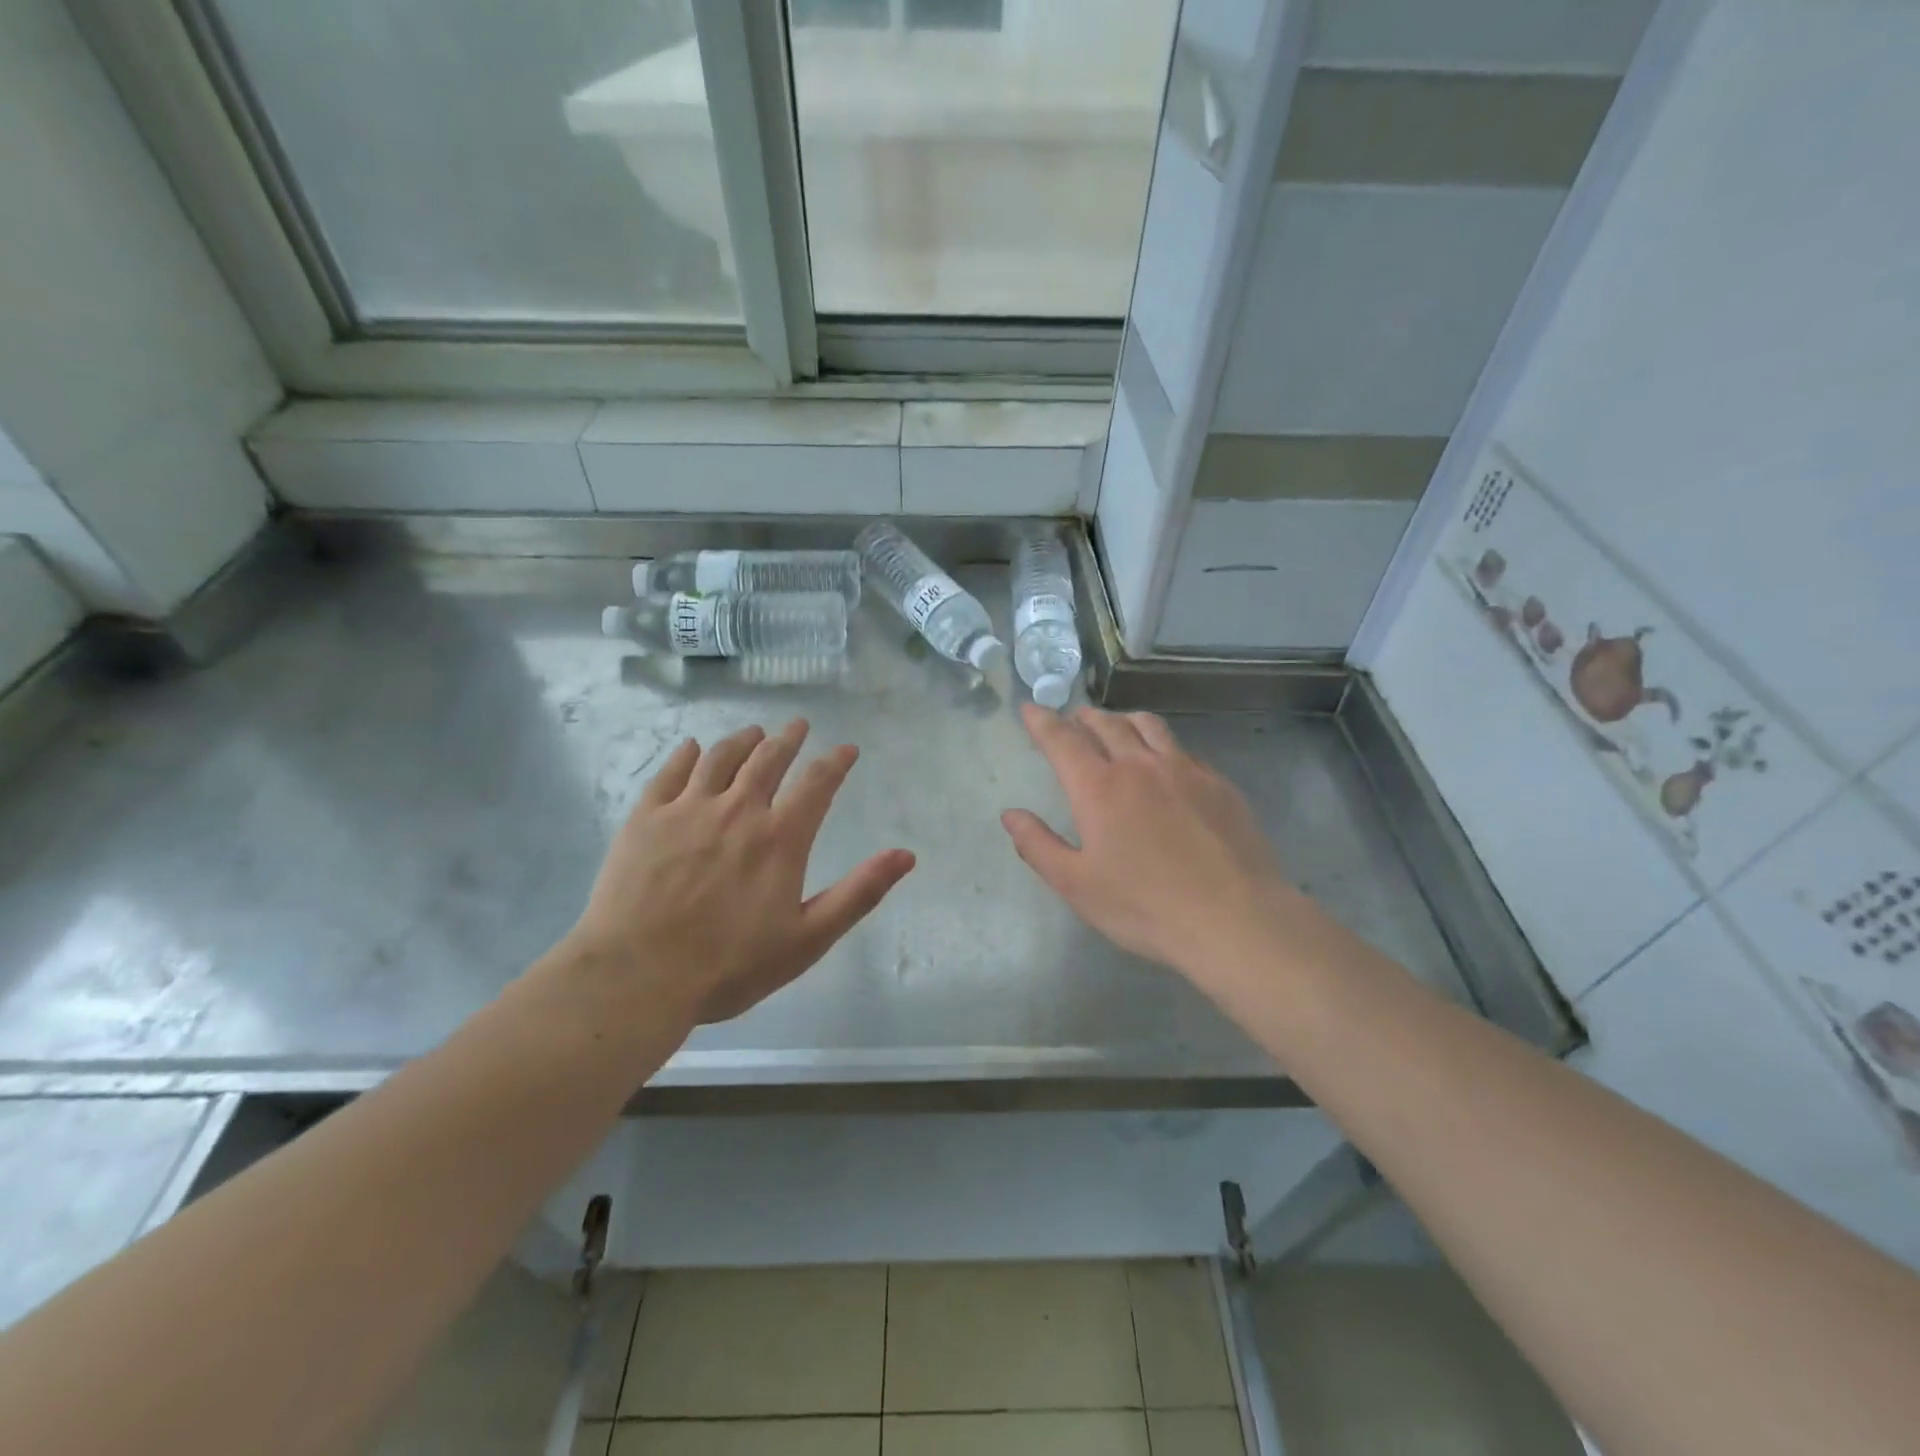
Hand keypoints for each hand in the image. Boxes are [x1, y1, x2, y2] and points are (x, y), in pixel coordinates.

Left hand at [568, 719, 914, 1025]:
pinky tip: (692, 748)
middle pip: (768, 760)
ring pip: (720, 758)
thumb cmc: (729, 966)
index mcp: (780, 838)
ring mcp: (687, 810)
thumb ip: (859, 893)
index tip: (847, 749)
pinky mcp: (645, 818)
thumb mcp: (808, 939)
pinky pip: (669, 773)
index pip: (817, 784)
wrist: (636, 977)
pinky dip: (686, 755)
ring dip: (742, 740)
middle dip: (788, 740)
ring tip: (754, 732)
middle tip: (797, 726)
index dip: (836, 762)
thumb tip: (906, 855)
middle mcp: (737, 810)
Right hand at [1002, 705, 1310, 985]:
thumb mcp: (1077, 885)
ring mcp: (1185, 770)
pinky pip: (1183, 750)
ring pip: (1149, 726)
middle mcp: (1140, 766)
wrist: (1234, 919)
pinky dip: (1162, 745)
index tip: (1031, 709)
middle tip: (1073, 720)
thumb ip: (1038, 846)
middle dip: (1083, 717)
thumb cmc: (1144, 906)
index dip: (1042, 722)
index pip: (1062, 740)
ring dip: (1123, 720)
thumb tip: (1011, 815)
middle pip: (1106, 724)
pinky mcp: (1219, 784)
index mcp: (1099, 788)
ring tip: (1116, 727)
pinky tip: (1166, 763)